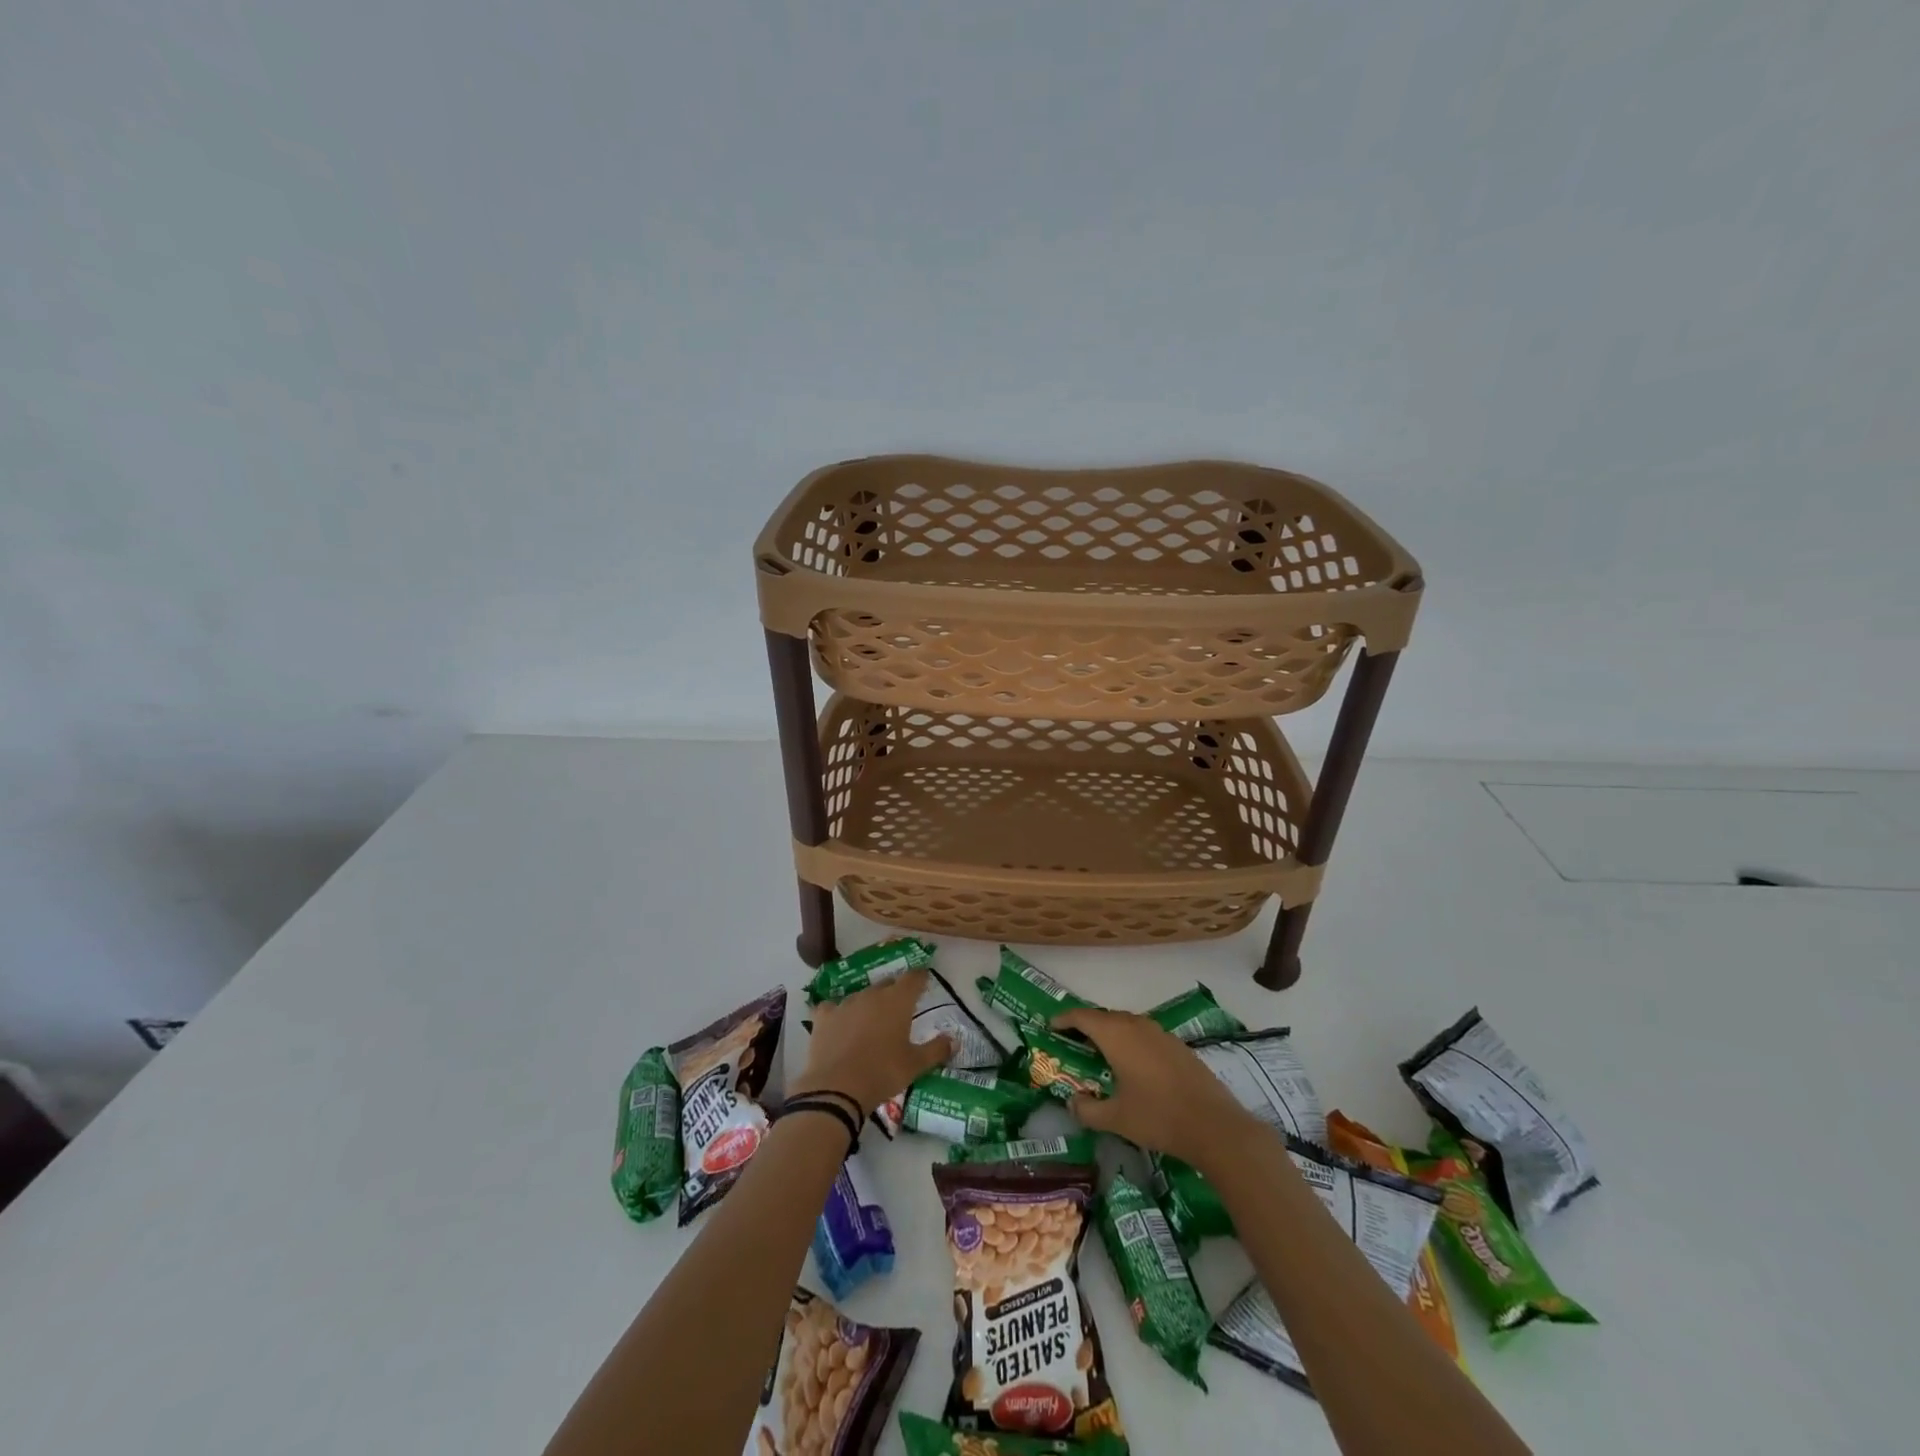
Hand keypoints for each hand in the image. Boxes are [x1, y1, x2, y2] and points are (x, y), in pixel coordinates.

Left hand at [794, 967, 950, 1120]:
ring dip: (868, 1003)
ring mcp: (846, 1003)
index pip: (913, 978)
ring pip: (861, 995)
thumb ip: (936, 1050)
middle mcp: (872, 994)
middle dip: (895, 991)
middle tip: (900, 1007)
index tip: (924, 979)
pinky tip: (839, 1024)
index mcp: (898, 1001)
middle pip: (887, 984)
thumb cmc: (883, 1073)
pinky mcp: (824, 1016)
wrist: (837, 1088)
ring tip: (871, 1020)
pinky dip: (838, 1013)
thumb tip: (954, 1040)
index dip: (920, 977)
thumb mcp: (915, 1065)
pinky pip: (833, 1007)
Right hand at [1053, 1007, 1262, 1171]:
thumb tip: (1072, 1103)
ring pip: (1127, 1024)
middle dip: (1086, 1026)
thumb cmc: (1158, 1117)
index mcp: (1117, 1036)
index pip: (1083, 1017)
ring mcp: (1161, 1034)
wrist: (1214, 1125)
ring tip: (1100, 1053)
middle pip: (1105, 1017)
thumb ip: (1087, 1110)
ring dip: (1110, 1033)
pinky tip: (1133, 1065)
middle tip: (1072, 1042)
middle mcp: (1137, 1026)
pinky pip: (1144, 1034)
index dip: (1064, 1019)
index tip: (1051, 1026)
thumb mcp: (1115, 1119)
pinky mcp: (1178, 1046)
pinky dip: (1130, 1041)